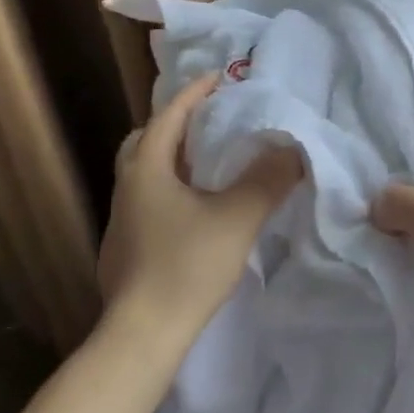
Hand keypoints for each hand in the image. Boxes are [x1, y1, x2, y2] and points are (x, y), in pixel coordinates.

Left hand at [98, 74, 301, 346]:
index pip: (168, 116)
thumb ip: (268, 180)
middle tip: (208, 122)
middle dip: (175, 125)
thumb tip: (293, 150)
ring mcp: (120, 221)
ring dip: (173, 160)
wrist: (143, 335)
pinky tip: (195, 210)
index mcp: (146, 170)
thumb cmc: (187, 266)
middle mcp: (126, 188)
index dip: (194, 93)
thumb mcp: (238, 218)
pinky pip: (148, 201)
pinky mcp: (124, 249)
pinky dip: (171, 189)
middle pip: (146, 141)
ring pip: (145, 174)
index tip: (220, 77)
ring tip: (208, 163)